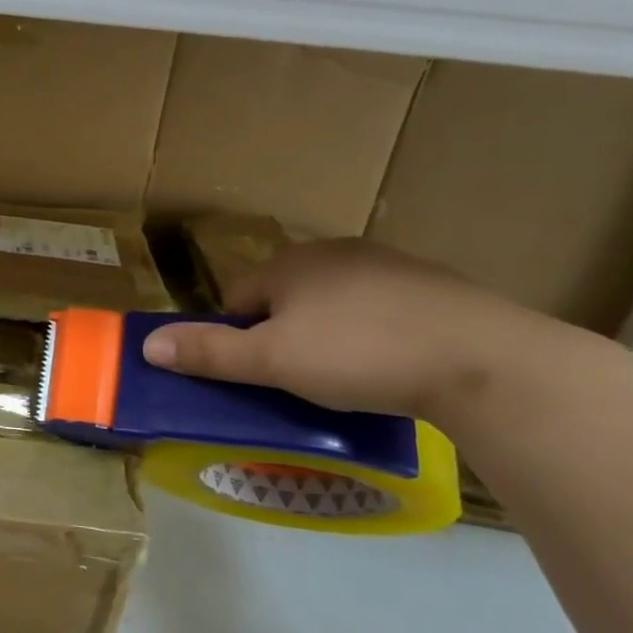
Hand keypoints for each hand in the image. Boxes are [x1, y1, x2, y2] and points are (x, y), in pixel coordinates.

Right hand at [141, 239, 555, 420]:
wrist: (485, 360)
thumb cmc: (359, 354)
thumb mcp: (272, 362)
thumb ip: (209, 352)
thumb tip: (146, 345)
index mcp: (290, 264)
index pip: (239, 296)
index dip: (238, 336)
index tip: (260, 373)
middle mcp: (334, 252)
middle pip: (286, 297)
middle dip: (285, 334)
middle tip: (302, 380)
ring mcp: (389, 265)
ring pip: (335, 303)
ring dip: (331, 333)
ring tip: (352, 376)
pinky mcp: (436, 286)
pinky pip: (383, 309)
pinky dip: (378, 333)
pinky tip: (396, 365)